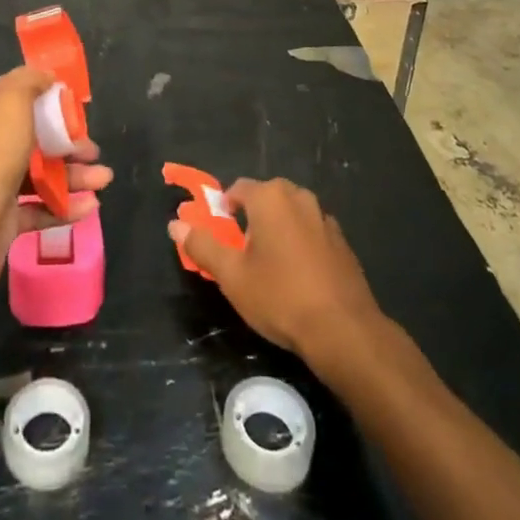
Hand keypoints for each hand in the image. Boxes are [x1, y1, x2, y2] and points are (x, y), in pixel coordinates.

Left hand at [0, 66, 111, 307]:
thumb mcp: (8, 104)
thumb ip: (28, 82)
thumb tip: (46, 76)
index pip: (23, 102)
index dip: (51, 103)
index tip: (79, 109)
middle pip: (37, 140)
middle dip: (70, 143)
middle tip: (94, 152)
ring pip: (43, 176)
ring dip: (75, 176)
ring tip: (104, 180)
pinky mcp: (5, 224)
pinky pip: (42, 210)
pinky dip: (66, 208)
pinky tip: (90, 208)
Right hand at [168, 177, 383, 362]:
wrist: (344, 330)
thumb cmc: (280, 296)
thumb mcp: (232, 275)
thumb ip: (203, 245)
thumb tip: (175, 224)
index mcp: (270, 197)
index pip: (238, 189)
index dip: (224, 209)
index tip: (220, 236)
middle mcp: (299, 197)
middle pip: (266, 198)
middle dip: (251, 219)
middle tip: (242, 253)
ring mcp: (325, 218)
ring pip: (291, 215)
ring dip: (278, 230)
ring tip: (270, 267)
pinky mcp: (342, 242)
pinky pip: (311, 233)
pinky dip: (300, 245)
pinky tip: (299, 277)